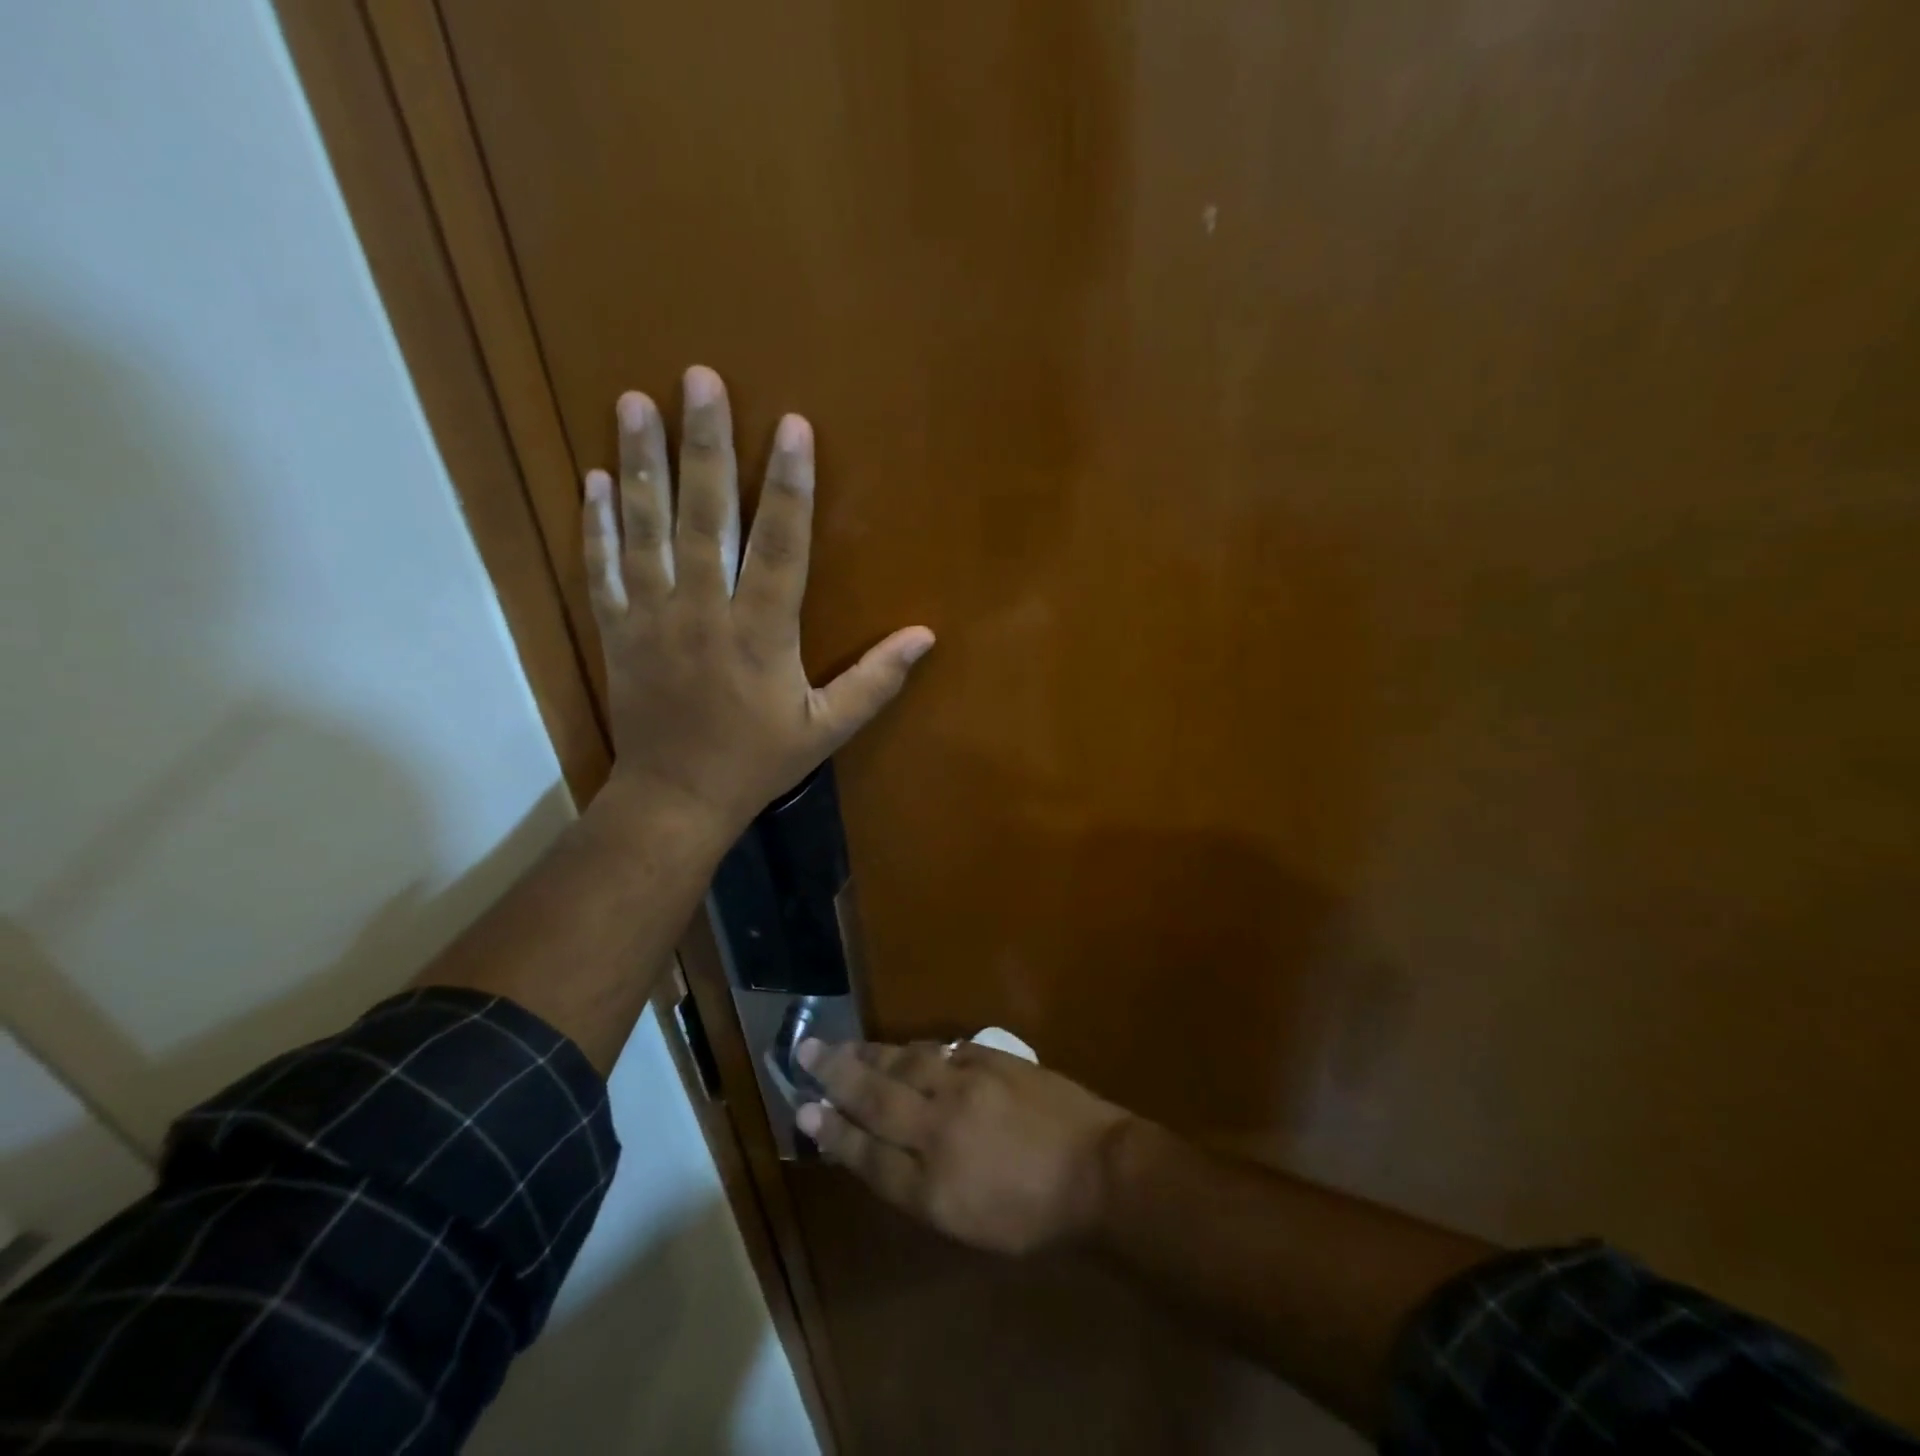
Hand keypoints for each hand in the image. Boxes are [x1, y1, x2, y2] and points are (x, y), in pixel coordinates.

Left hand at [582, 366, 933, 831]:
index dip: (788, 485)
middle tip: (698, 378)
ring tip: (633, 402)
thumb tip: (925, 636)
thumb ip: (875, 681)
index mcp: (761, 634)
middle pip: (705, 518)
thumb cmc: (757, 761)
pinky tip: (592, 479)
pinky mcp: (617, 631)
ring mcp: (653, 619)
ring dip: (641, 464)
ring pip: (646, 531)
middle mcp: (704, 613)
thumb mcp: (826, 729)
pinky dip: (596, 525)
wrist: (676, 799)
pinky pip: (602, 570)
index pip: (780, 547)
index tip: (792, 426)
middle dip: (705, 445)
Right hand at [795, 1038, 1133, 1255]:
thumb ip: (920, 1187)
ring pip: (905, 1063)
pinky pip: (941, 1051)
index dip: (833, 1132)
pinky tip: (902, 1049)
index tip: (805, 1109)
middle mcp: (940, 1129)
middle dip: (836, 1074)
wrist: (1099, 1171)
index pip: (867, 1154)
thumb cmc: (1034, 1217)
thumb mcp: (969, 1226)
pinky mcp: (991, 1060)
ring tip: (844, 1046)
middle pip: (876, 1097)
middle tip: (805, 1051)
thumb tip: (882, 1151)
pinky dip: (915, 1051)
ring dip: (871, 1054)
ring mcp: (967, 1086)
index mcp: (932, 1186)